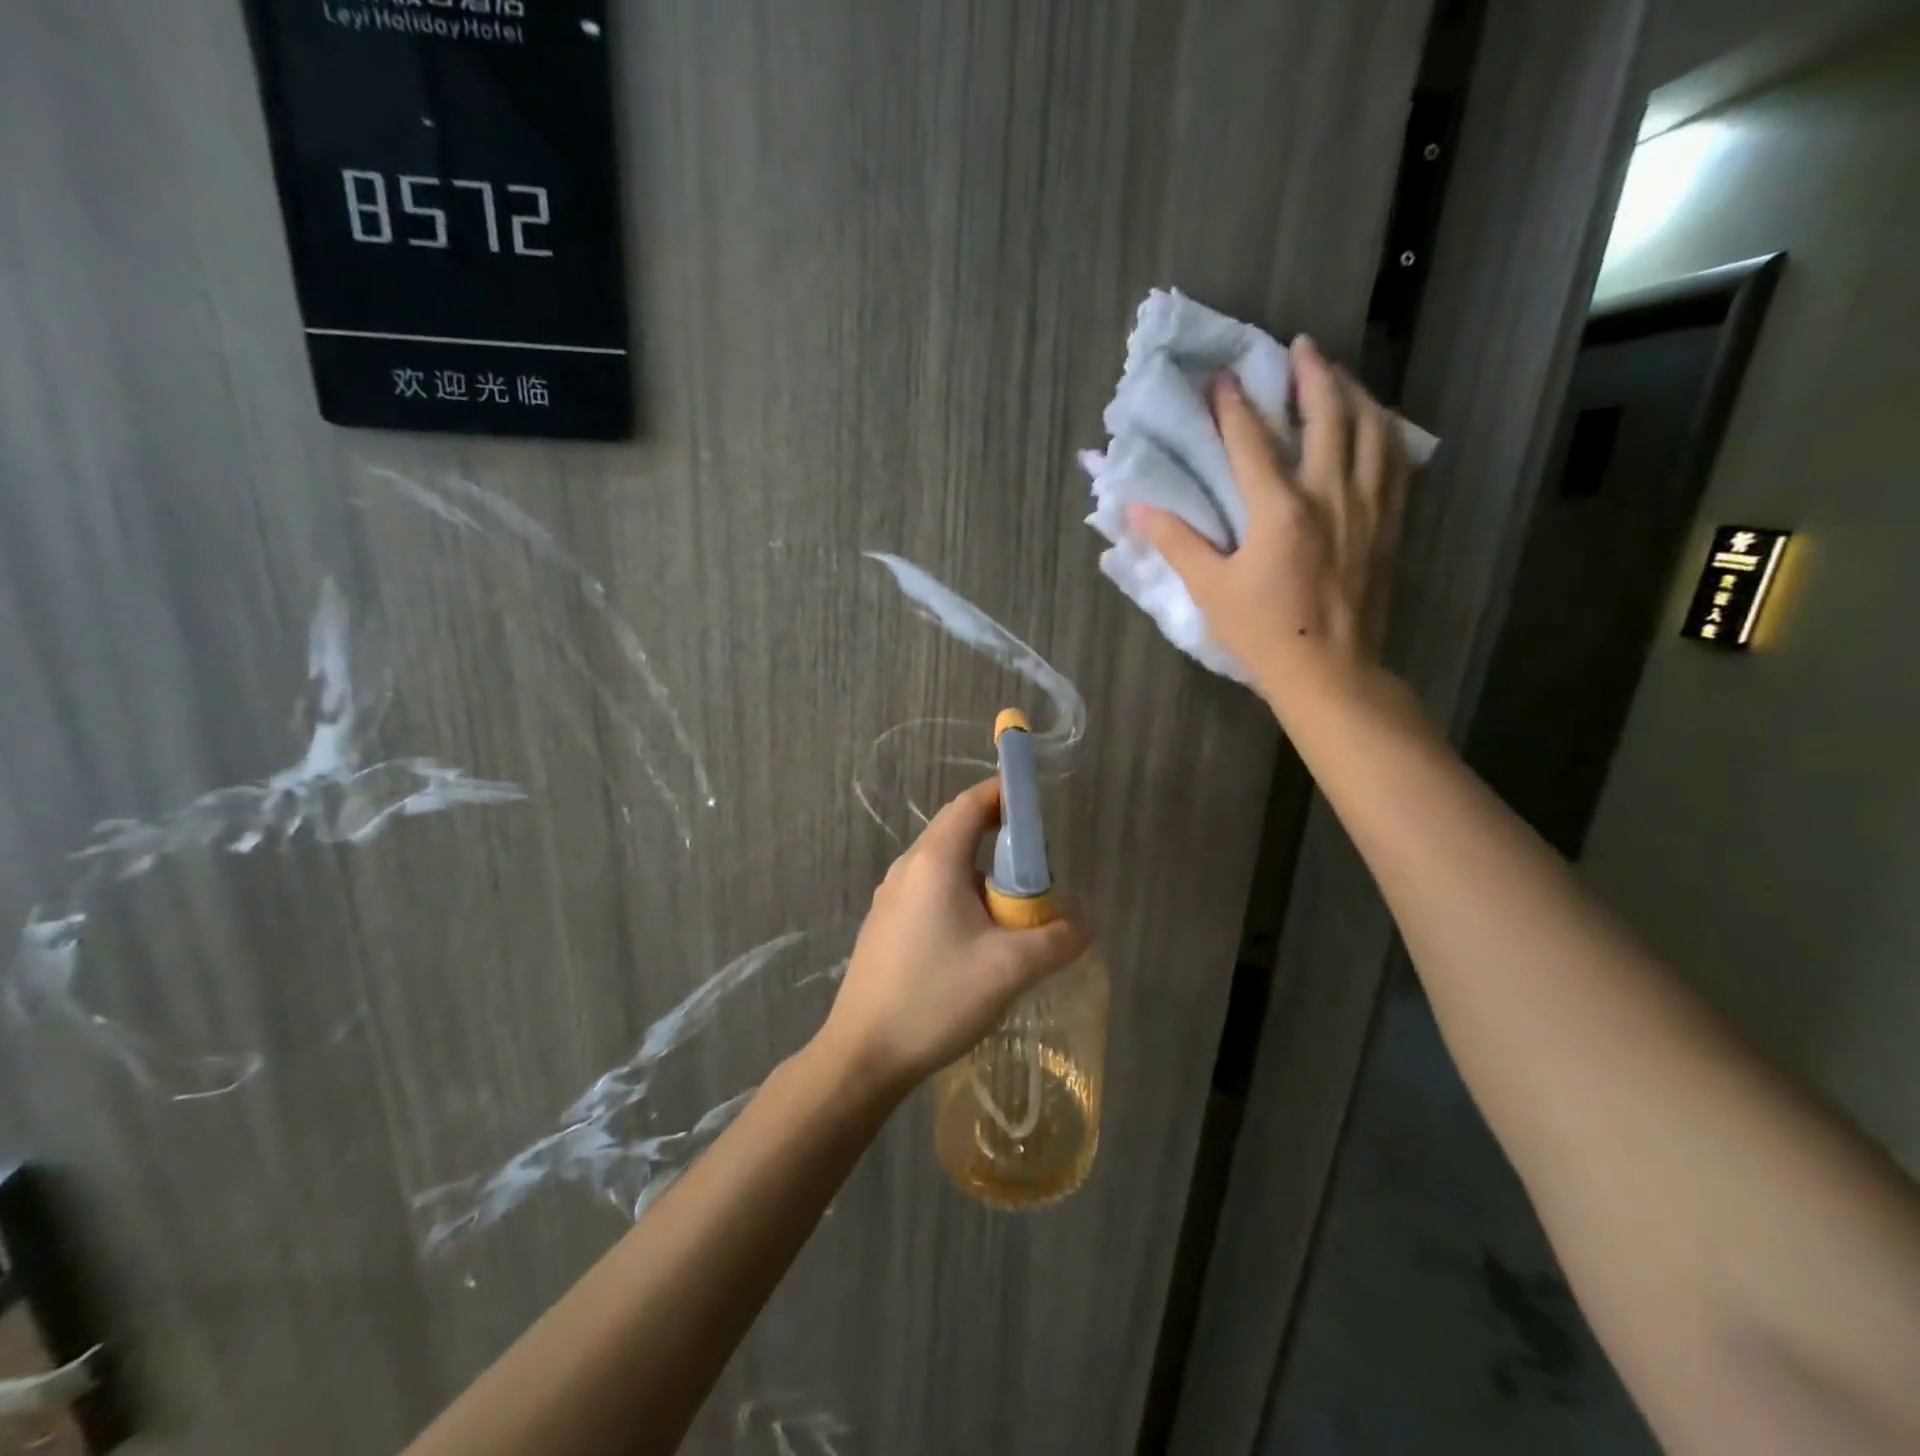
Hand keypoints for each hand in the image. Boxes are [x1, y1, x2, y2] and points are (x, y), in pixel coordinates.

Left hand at [817, 779, 1089, 1095]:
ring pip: (947, 868)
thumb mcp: (1010, 968)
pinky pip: (931, 894)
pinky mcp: (886, 925)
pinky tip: (978, 945)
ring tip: (1015, 918)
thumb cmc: (935, 998)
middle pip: (960, 832)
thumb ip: (1058, 937)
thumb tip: (1083, 919)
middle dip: (1004, 844)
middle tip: (1040, 877)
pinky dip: (962, 900)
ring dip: (984, 880)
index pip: (972, 803)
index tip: (1040, 812)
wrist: (863, 1055)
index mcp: (934, 860)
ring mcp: (891, 897)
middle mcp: (908, 868)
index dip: (1007, 796)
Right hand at [1127, 336, 1409, 713]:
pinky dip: (1384, 432)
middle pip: (1329, 417)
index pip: (1252, 442)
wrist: (1330, 672)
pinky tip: (1376, 425)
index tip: (1222, 376)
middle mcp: (1330, 495)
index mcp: (1280, 511)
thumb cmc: (1263, 634)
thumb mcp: (1209, 591)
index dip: (1234, 405)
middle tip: (1301, 347)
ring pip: (1372, 430)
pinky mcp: (1389, 525)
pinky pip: (1395, 462)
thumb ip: (1176, 543)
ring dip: (1355, 393)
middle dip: (1313, 376)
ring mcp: (1368, 507)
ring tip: (1340, 375)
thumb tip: (1137, 507)